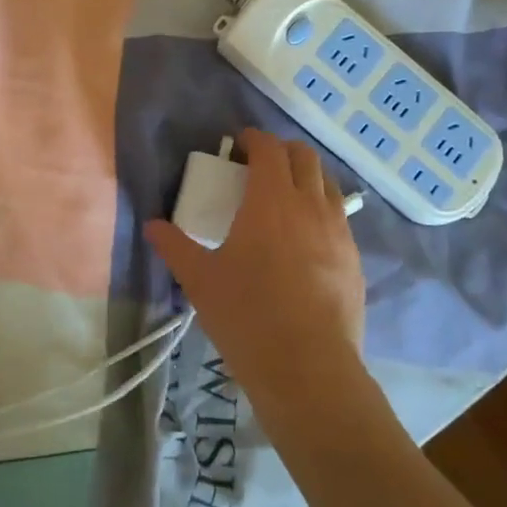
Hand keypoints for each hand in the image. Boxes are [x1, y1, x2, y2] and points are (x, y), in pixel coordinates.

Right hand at [144, 129, 366, 423]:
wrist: (308, 367)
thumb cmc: (247, 315)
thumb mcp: (200, 280)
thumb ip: (175, 247)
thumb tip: (152, 226)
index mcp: (271, 199)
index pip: (268, 148)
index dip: (253, 139)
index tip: (239, 145)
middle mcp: (310, 204)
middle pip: (304, 156)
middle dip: (282, 151)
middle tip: (259, 167)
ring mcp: (339, 231)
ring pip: (328, 184)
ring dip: (306, 177)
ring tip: (285, 198)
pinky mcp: (354, 258)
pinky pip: (339, 217)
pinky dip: (321, 210)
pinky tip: (306, 239)